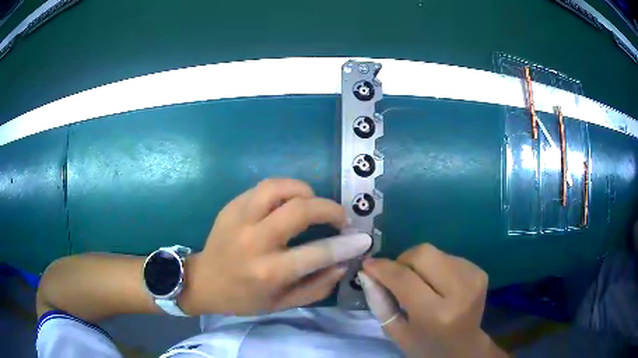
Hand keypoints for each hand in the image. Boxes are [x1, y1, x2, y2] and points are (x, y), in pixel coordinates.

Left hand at [180, 178, 370, 315]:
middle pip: (301, 209)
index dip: (347, 244)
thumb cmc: (244, 297)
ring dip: (305, 192)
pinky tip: (288, 203)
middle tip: (340, 218)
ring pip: (280, 187)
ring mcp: (240, 218)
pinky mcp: (232, 205)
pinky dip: (285, 190)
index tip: (362, 238)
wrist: (204, 281)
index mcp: (268, 271)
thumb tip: (343, 263)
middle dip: (330, 209)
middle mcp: (254, 241)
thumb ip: (318, 286)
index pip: (318, 252)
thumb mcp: (283, 303)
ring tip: (312, 205)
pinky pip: (265, 187)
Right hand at [359, 244, 508, 357]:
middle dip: (403, 260)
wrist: (464, 347)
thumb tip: (367, 271)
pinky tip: (437, 284)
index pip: (404, 279)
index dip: (383, 268)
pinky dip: (436, 266)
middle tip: (397, 276)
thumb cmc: (425, 345)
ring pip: (435, 252)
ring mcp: (473, 278)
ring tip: (420, 284)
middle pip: (423, 254)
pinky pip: (448, 256)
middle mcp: (459, 292)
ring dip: (420, 264)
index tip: (368, 264)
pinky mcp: (480, 271)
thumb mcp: (396, 332)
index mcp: (436, 314)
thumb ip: (379, 302)